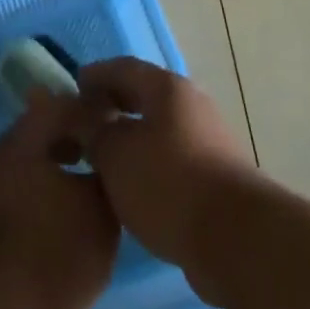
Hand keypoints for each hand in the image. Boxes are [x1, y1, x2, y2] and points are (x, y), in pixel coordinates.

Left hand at [0, 88, 119, 308]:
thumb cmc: (62, 241)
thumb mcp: (97, 196)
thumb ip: (104, 159)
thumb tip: (110, 139)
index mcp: (24, 136)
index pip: (63, 103)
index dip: (96, 107)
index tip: (126, 117)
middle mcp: (9, 156)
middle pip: (52, 132)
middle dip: (86, 136)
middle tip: (123, 146)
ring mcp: (6, 191)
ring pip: (48, 163)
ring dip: (77, 166)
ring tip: (114, 178)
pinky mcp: (10, 224)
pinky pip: (43, 192)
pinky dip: (67, 192)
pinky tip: (95, 209)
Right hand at [79, 58, 254, 273]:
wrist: (237, 240)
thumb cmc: (168, 183)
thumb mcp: (115, 154)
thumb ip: (93, 130)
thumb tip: (82, 116)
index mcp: (167, 88)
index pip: (123, 67)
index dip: (95, 75)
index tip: (72, 88)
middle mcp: (192, 106)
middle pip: (144, 96)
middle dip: (113, 106)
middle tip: (83, 122)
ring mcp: (210, 142)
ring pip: (160, 130)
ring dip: (131, 138)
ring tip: (103, 159)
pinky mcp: (218, 178)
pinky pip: (173, 159)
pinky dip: (149, 164)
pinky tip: (132, 188)